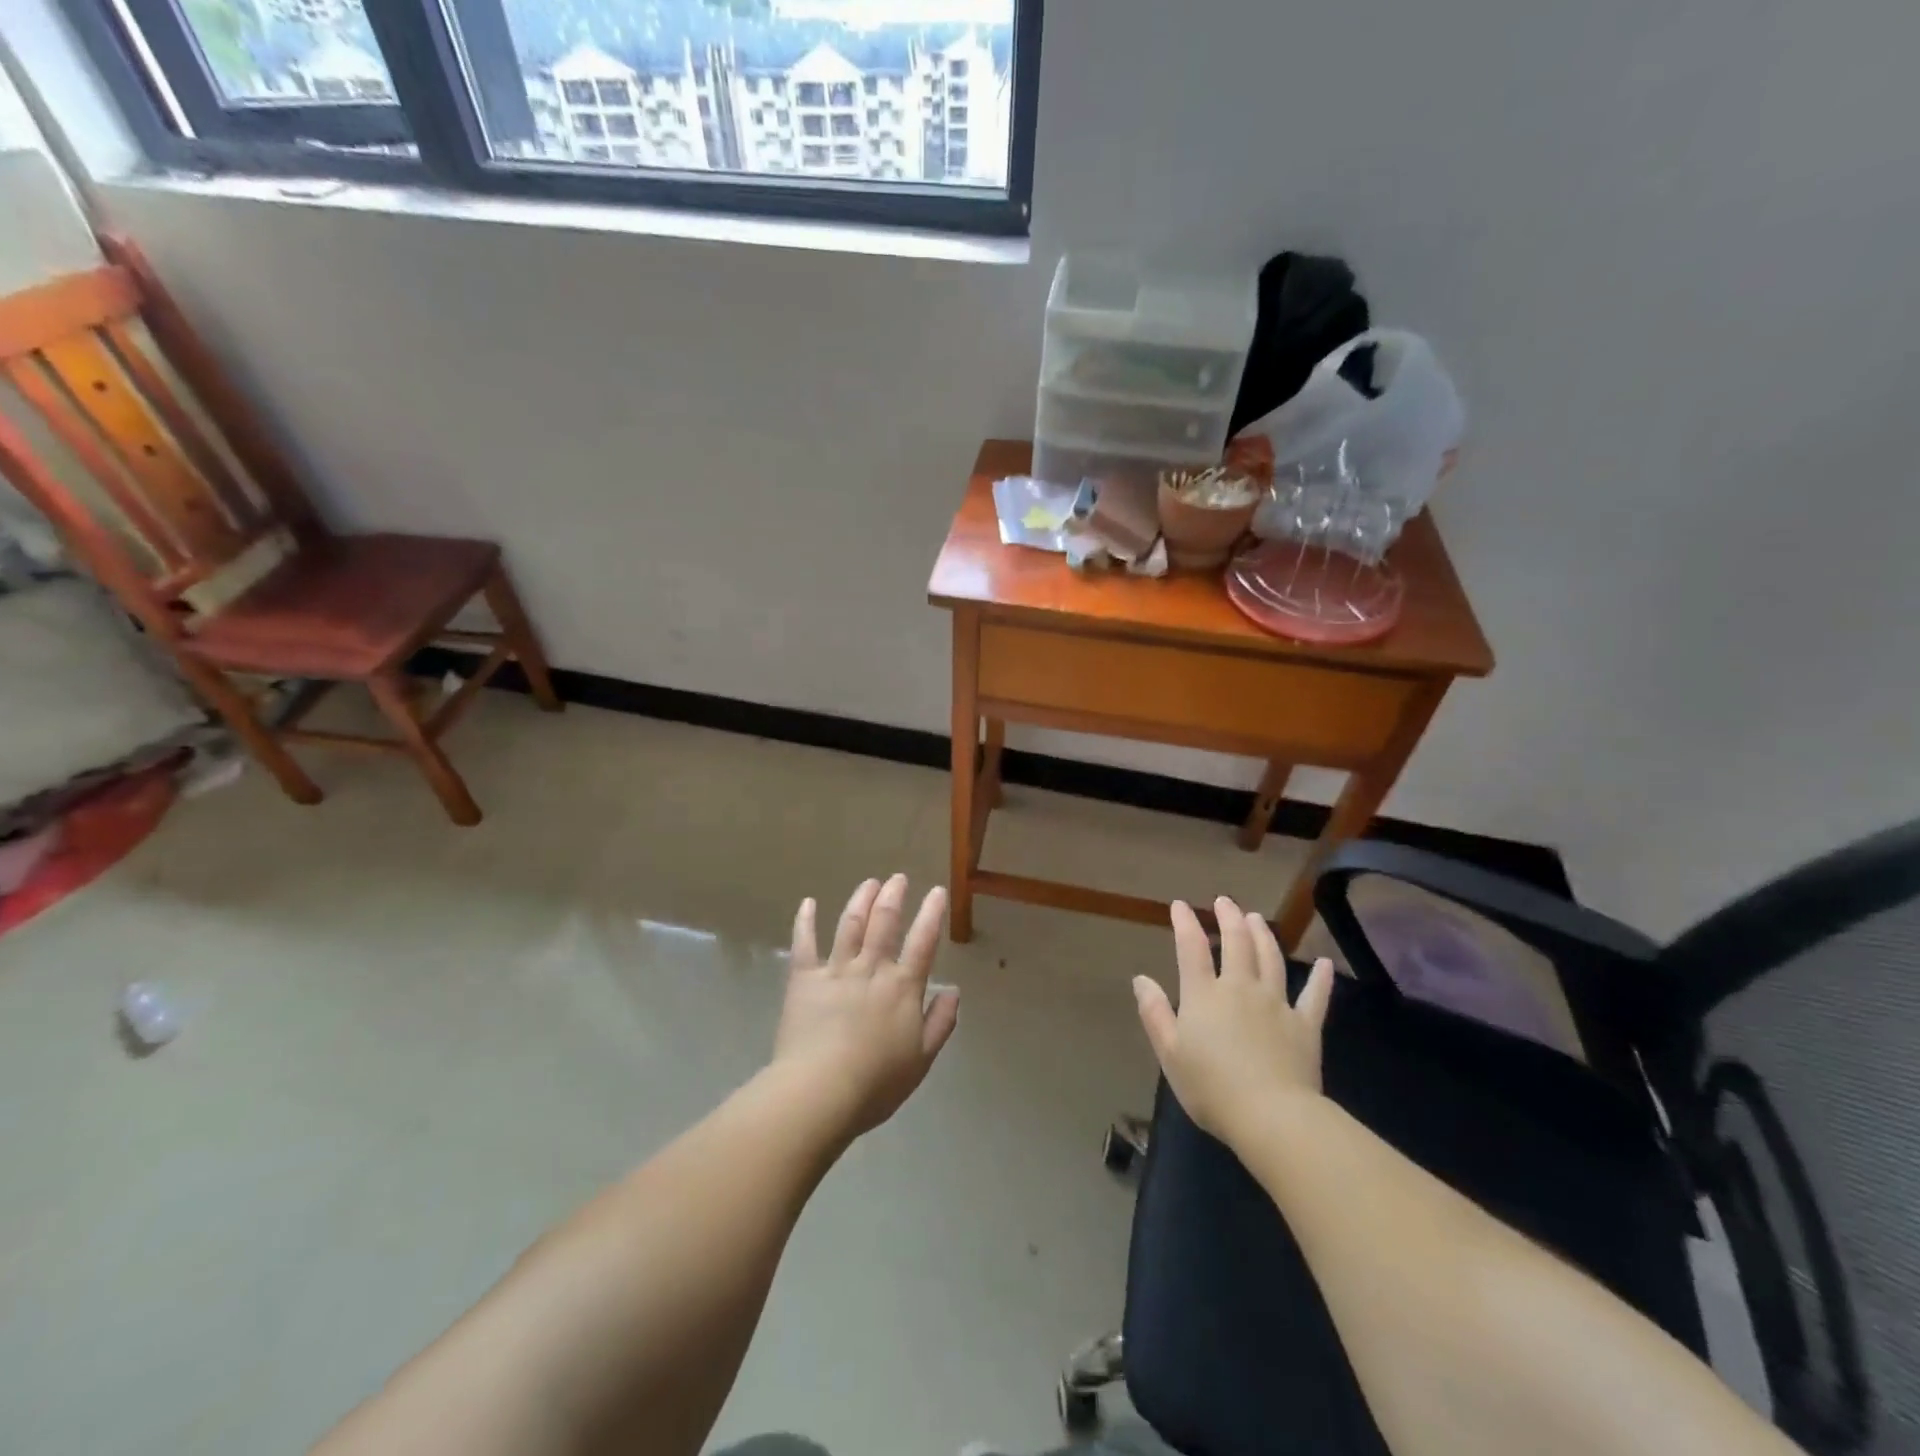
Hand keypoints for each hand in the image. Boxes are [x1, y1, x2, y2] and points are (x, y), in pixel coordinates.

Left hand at [772, 875, 959, 1140]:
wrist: (820, 1091)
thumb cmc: (876, 1082)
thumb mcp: (922, 1059)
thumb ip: (940, 1022)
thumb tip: (954, 991)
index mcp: (903, 987)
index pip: (923, 941)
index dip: (932, 914)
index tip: (937, 891)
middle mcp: (871, 968)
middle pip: (884, 922)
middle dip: (893, 896)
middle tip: (898, 878)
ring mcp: (836, 970)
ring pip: (850, 924)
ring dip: (861, 899)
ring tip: (870, 882)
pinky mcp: (804, 979)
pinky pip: (804, 944)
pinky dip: (805, 921)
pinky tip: (808, 902)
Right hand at [1132, 897, 1335, 1146]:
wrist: (1272, 1116)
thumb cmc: (1211, 1088)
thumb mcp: (1170, 1053)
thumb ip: (1155, 1013)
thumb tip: (1141, 979)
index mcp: (1204, 995)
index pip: (1192, 948)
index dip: (1185, 923)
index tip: (1180, 905)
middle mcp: (1241, 988)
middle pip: (1237, 943)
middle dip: (1229, 918)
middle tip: (1225, 901)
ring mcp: (1276, 1004)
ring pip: (1271, 959)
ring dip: (1263, 935)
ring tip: (1256, 918)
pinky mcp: (1305, 1025)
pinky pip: (1315, 996)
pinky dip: (1321, 979)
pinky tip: (1326, 965)